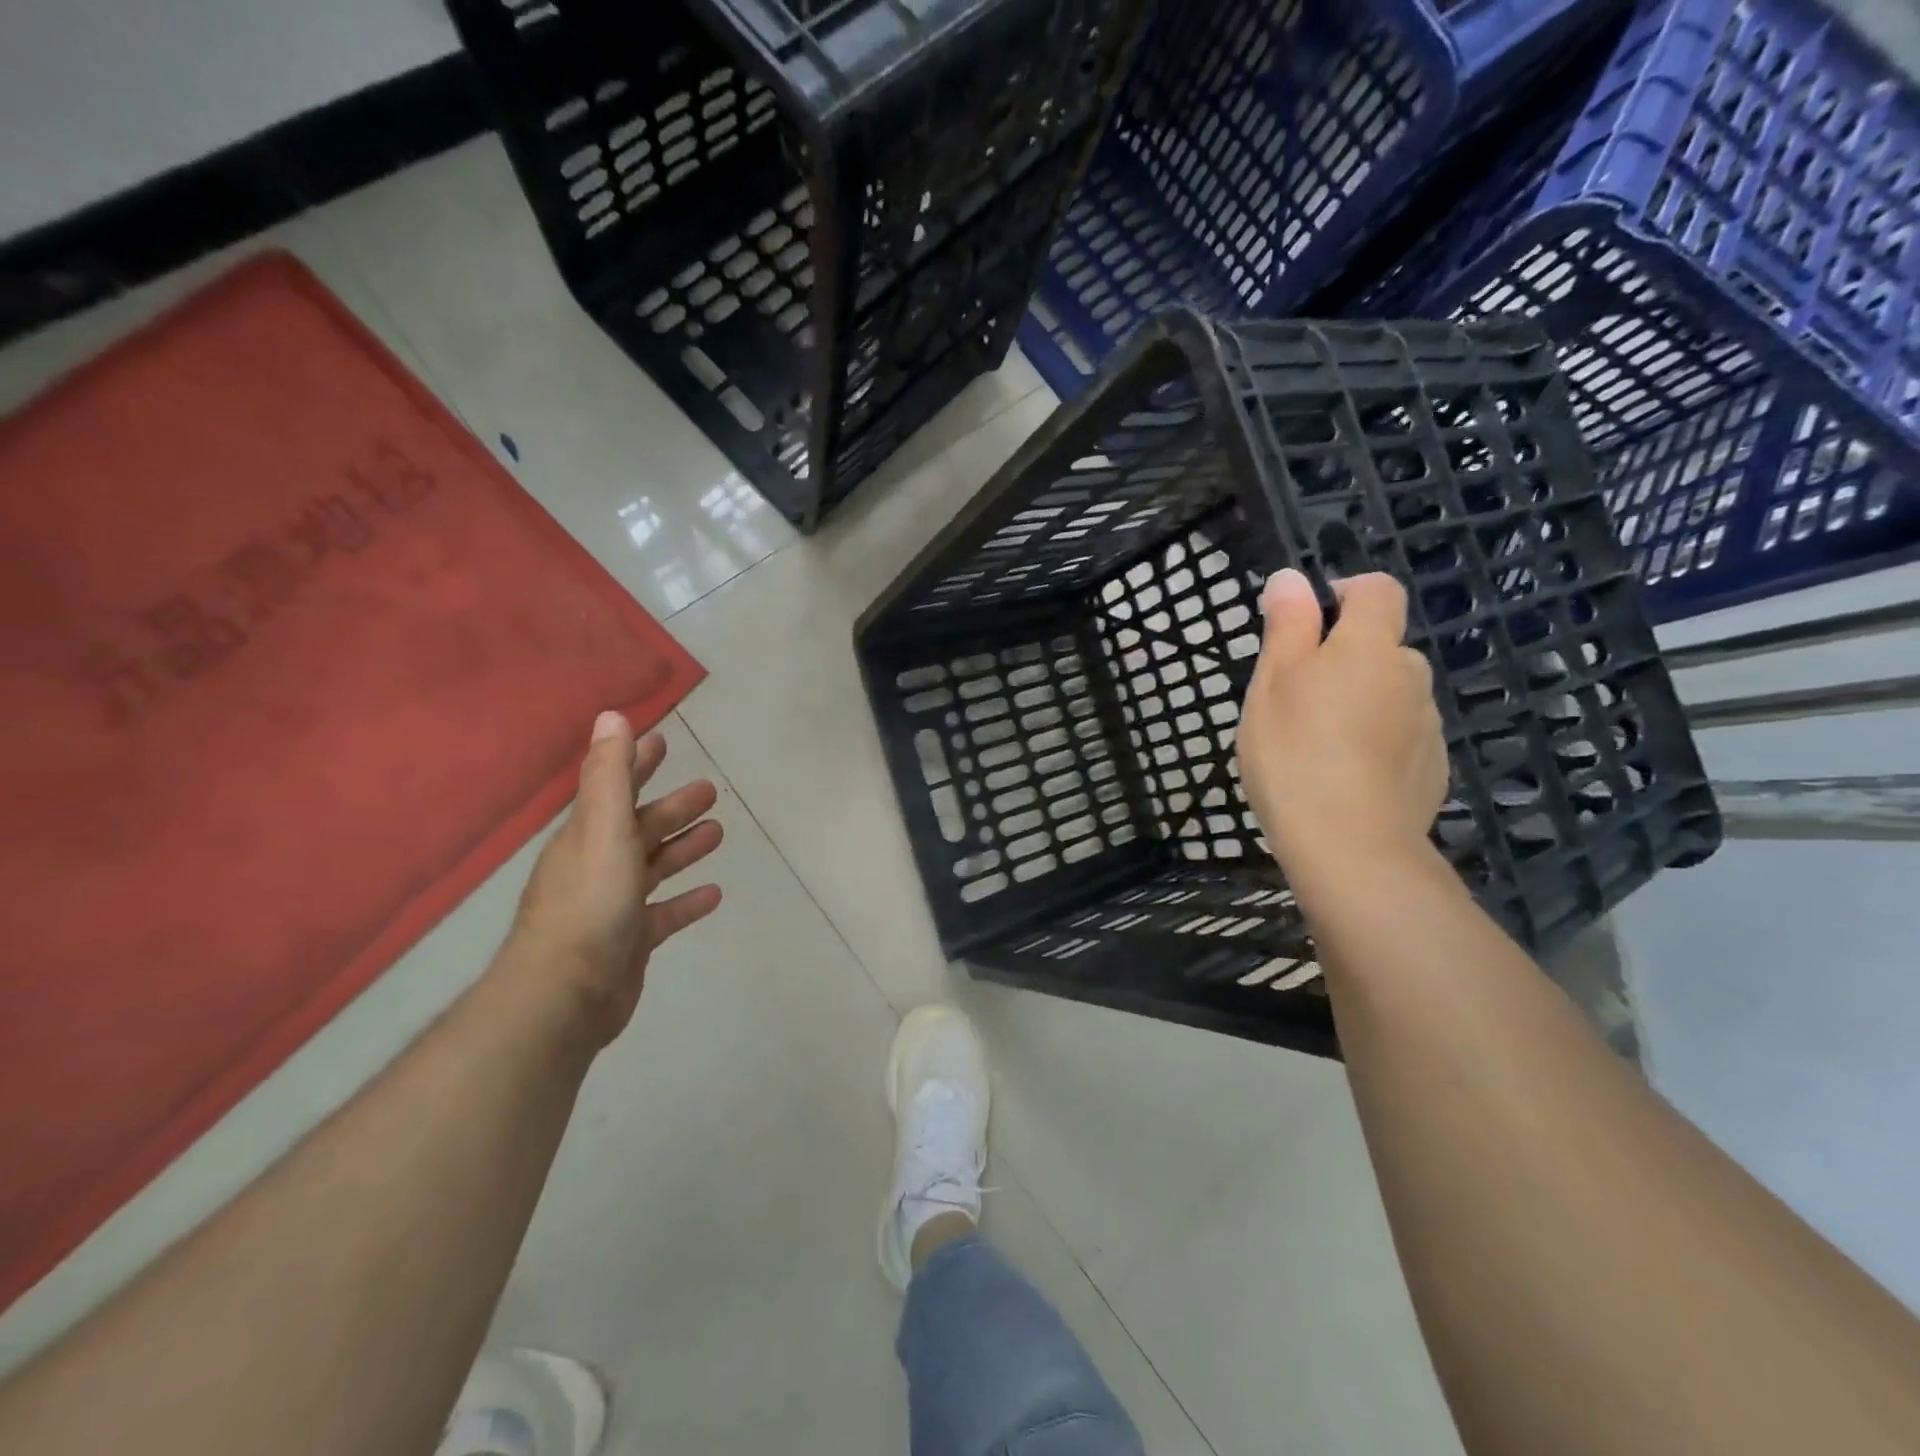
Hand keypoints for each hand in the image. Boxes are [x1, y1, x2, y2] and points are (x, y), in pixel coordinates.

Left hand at [507, 711, 723, 1045]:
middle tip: (711, 791)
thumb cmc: (589, 902)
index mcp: (588, 835)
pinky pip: (665, 914)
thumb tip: (611, 715)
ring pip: (654, 867)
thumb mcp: (603, 828)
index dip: (637, 763)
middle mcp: (598, 865)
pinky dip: (687, 901)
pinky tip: (714, 894)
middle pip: (641, 827)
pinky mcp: (631, 942)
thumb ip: (611, 774)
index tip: (663, 742)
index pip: (614, 788)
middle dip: (672, 807)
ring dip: (683, 848)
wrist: (565, 993)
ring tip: (718, 833)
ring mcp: (614, 906)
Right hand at [1237, 569, 1447, 878]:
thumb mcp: (1272, 683)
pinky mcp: (1432, 768)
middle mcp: (1410, 675)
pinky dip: (1376, 743)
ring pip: (1390, 694)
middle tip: (1296, 699)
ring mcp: (1427, 724)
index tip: (1308, 625)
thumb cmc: (1295, 753)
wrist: (1350, 846)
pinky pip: (1400, 736)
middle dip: (1345, 659)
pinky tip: (1344, 776)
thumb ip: (1288, 626)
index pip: (1377, 589)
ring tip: (1317, 745)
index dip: (1345, 592)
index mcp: (1370, 646)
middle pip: (1382, 646)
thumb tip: (1292, 578)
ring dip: (1360, 702)